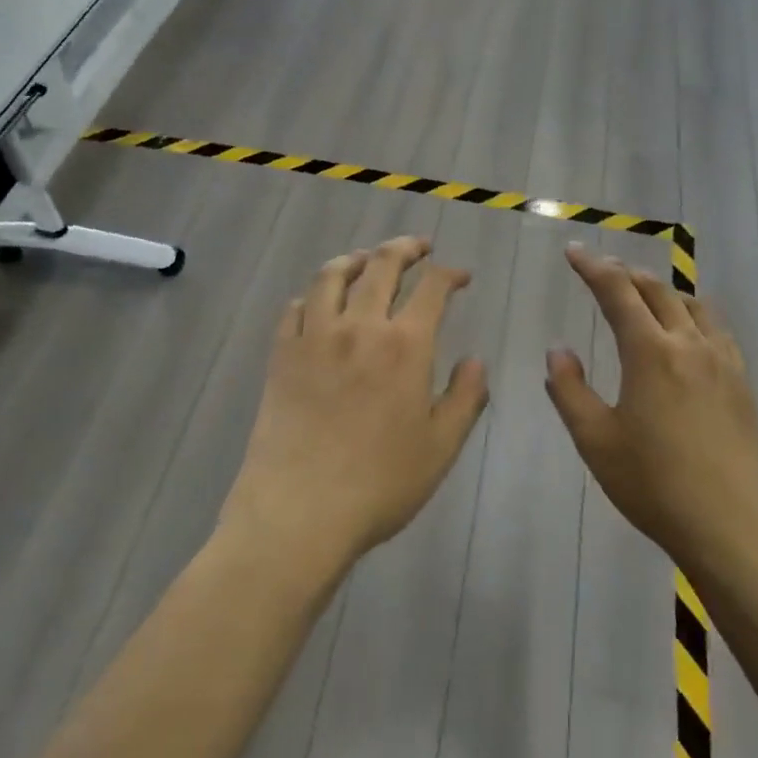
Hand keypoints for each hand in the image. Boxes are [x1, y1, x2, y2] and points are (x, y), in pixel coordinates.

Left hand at [222, 237, 489, 574]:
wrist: (299, 511)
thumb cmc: (379, 484)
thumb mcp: (440, 447)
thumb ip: (465, 397)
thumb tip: (475, 360)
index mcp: (405, 345)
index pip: (432, 288)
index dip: (449, 273)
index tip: (460, 275)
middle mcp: (360, 326)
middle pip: (381, 265)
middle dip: (404, 248)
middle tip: (417, 247)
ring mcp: (315, 337)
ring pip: (332, 275)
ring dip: (355, 259)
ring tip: (366, 259)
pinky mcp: (281, 354)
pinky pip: (296, 308)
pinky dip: (313, 295)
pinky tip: (319, 302)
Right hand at [546, 245, 757, 566]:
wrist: (734, 526)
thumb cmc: (654, 484)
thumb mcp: (595, 440)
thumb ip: (569, 390)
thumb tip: (558, 351)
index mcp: (649, 351)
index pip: (617, 291)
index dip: (592, 267)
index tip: (573, 251)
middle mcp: (689, 344)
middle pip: (656, 290)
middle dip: (625, 273)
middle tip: (602, 270)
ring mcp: (722, 361)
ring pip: (692, 304)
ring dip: (662, 291)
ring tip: (644, 294)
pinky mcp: (742, 383)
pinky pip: (716, 329)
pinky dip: (693, 315)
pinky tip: (689, 333)